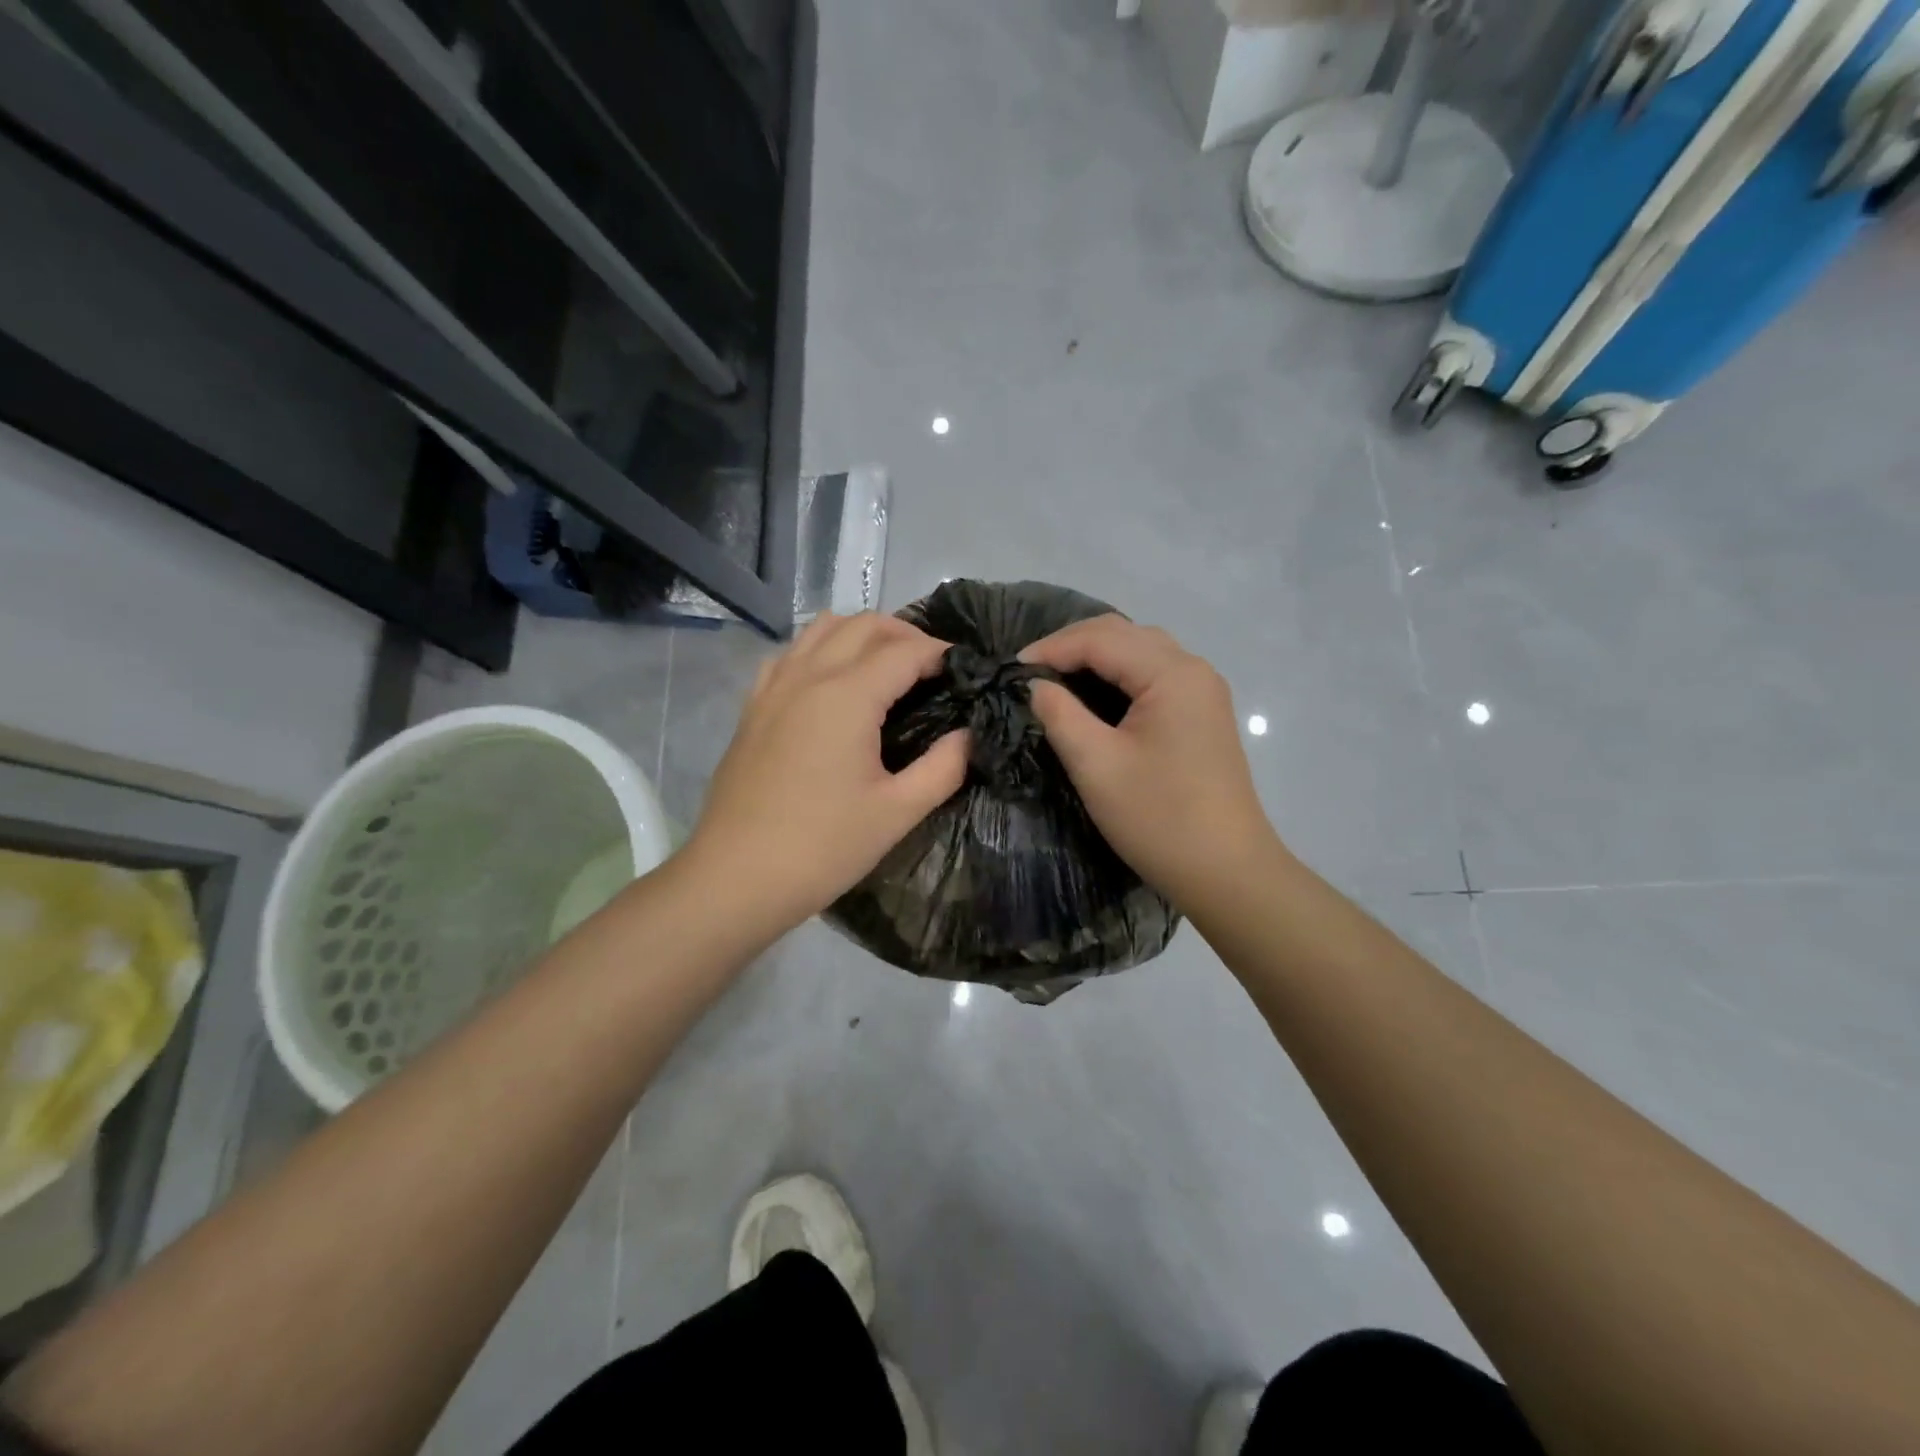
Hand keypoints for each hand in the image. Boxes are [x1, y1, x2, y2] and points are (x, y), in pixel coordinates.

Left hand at [683, 613, 968, 936]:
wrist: (736, 877)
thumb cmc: (823, 847)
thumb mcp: (897, 812)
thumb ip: (944, 767)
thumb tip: (969, 735)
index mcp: (847, 696)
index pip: (905, 651)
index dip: (941, 654)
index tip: (966, 672)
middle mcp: (808, 675)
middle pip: (864, 624)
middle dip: (905, 634)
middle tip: (933, 668)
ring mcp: (774, 687)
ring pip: (822, 628)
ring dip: (862, 634)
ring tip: (887, 667)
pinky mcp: (753, 706)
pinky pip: (791, 653)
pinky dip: (821, 650)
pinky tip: (832, 684)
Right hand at [1020, 616, 1281, 909]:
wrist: (1227, 872)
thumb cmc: (1159, 818)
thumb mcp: (1096, 765)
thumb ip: (1060, 715)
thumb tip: (1036, 686)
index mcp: (1172, 673)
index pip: (1101, 639)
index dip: (1051, 648)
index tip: (1010, 671)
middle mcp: (1193, 670)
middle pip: (1124, 635)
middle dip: (1072, 645)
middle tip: (1030, 672)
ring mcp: (1203, 691)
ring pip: (1141, 652)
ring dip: (1095, 657)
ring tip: (1055, 679)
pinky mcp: (1203, 715)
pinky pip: (1154, 676)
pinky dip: (1118, 676)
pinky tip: (1093, 697)